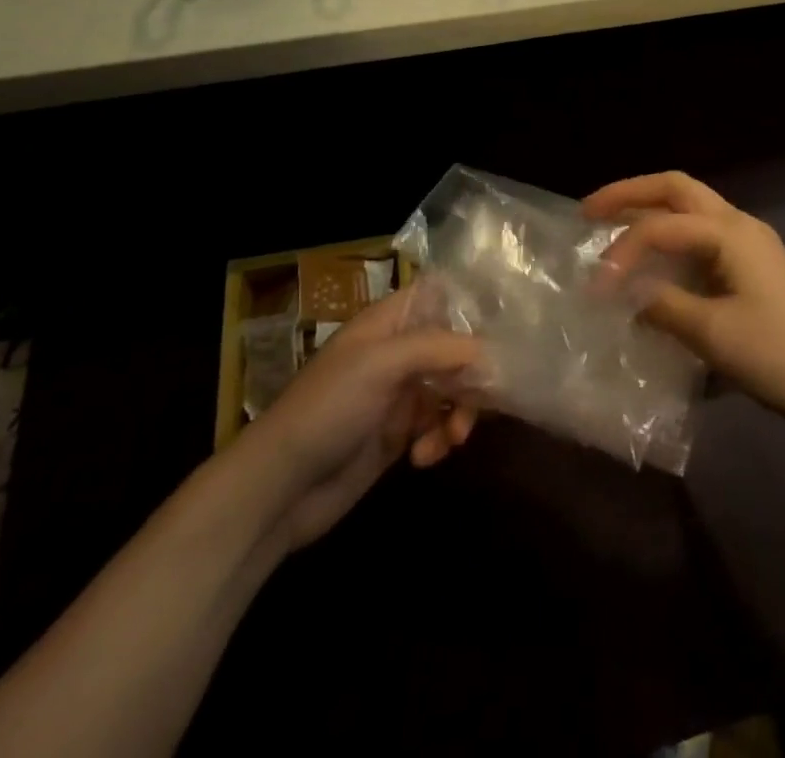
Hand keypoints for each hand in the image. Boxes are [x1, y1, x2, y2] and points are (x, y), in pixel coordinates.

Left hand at [239, 285, 481, 554]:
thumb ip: (440, 349)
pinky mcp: (398, 435)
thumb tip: (494, 353)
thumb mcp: (382, 364)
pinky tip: (424, 458)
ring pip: (453, 390)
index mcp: (390, 322)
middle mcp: (398, 352)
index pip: (441, 296)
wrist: (278, 488)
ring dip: (461, 412)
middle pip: (456, 347)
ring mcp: (399, 394)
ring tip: (451, 438)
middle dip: (474, 373)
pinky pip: (438, 426)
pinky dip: (440, 439)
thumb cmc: (327, 408)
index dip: (472, 307)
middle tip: (485, 400)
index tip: (506, 328)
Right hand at [585, 172, 784, 437]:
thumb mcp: (710, 333)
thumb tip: (625, 294)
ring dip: (651, 208)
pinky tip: (654, 256)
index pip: (661, 226)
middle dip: (631, 193)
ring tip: (612, 223)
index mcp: (731, 233)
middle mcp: (740, 224)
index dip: (622, 251)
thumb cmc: (776, 357)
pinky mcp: (754, 263)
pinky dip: (671, 233)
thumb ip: (661, 305)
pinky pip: (703, 231)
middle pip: (677, 188)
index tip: (596, 287)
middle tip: (590, 211)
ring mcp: (751, 241)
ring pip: (692, 206)